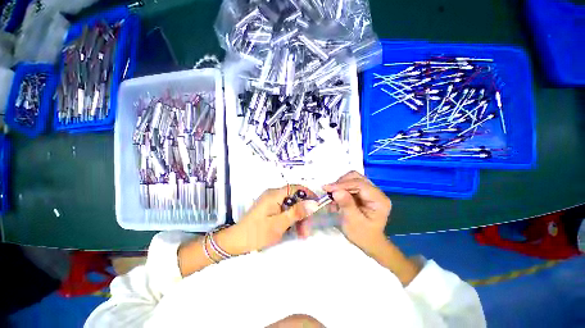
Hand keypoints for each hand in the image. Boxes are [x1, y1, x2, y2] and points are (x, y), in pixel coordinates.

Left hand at [218, 185, 318, 254]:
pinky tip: (293, 231)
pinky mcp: (270, 209)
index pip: (296, 187)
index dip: (308, 194)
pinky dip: (291, 219)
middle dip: (303, 213)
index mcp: (274, 194)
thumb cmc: (256, 233)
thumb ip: (296, 212)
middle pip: (295, 198)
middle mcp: (273, 195)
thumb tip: (313, 203)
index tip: (317, 206)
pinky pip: (285, 210)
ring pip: (291, 206)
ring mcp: (271, 202)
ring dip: (298, 218)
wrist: (235, 242)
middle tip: (307, 231)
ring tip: (302, 235)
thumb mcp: (279, 224)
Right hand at [323, 171, 391, 252]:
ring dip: (340, 185)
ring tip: (331, 195)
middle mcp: (376, 192)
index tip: (327, 188)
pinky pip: (349, 184)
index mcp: (379, 199)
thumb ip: (346, 205)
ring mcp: (369, 191)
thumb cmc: (362, 235)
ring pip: (352, 178)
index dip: (343, 184)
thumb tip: (336, 191)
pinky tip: (335, 197)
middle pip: (356, 177)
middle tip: (329, 191)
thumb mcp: (353, 222)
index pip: (360, 184)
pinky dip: (340, 188)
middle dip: (341, 183)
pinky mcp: (362, 192)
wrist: (368, 242)